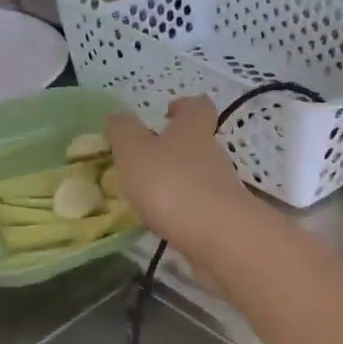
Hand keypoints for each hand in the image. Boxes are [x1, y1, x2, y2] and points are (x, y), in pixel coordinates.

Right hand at [105, 98, 259, 267]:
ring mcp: (222, 189)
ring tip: (148, 197)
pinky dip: (183, 212)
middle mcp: (213, 155)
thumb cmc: (172, 184)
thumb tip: (117, 114)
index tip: (166, 113)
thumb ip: (123, 131)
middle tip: (146, 161)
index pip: (198, 106)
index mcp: (193, 130)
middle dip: (175, 149)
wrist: (219, 237)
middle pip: (199, 143)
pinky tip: (163, 223)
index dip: (184, 106)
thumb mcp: (135, 151)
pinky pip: (200, 208)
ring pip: (199, 177)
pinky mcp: (224, 219)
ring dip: (178, 183)